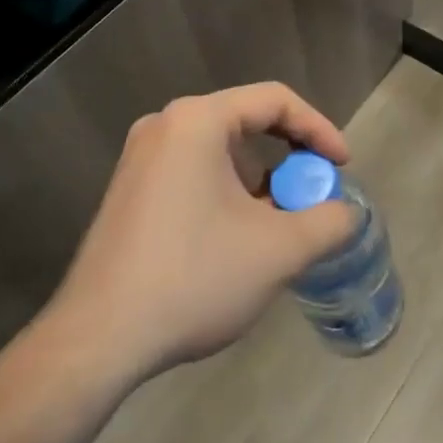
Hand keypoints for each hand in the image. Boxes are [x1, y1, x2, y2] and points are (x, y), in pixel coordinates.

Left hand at [43, 83, 358, 383]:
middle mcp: (165, 126)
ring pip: (221, 150)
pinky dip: (228, 192)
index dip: (319, 129)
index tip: (342, 167)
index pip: (275, 100)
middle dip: (290, 157)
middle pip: (247, 121)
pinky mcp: (129, 190)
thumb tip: (345, 214)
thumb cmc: (193, 279)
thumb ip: (328, 222)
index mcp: (198, 121)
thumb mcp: (279, 251)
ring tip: (279, 223)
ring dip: (260, 179)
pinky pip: (194, 171)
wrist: (97, 342)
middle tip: (313, 194)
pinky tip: (237, 238)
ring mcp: (140, 158)